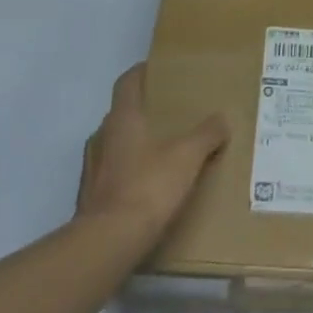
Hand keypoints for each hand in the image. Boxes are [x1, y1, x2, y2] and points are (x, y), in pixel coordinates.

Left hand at [76, 63, 227, 245]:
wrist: (108, 242)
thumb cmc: (148, 187)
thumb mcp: (187, 157)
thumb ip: (206, 135)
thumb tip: (221, 119)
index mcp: (122, 118)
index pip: (127, 82)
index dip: (141, 73)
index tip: (159, 70)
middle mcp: (102, 137)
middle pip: (122, 113)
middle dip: (145, 111)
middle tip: (173, 114)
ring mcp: (92, 168)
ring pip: (116, 144)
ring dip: (136, 143)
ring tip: (164, 151)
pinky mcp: (91, 197)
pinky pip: (113, 173)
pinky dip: (130, 172)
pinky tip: (149, 186)